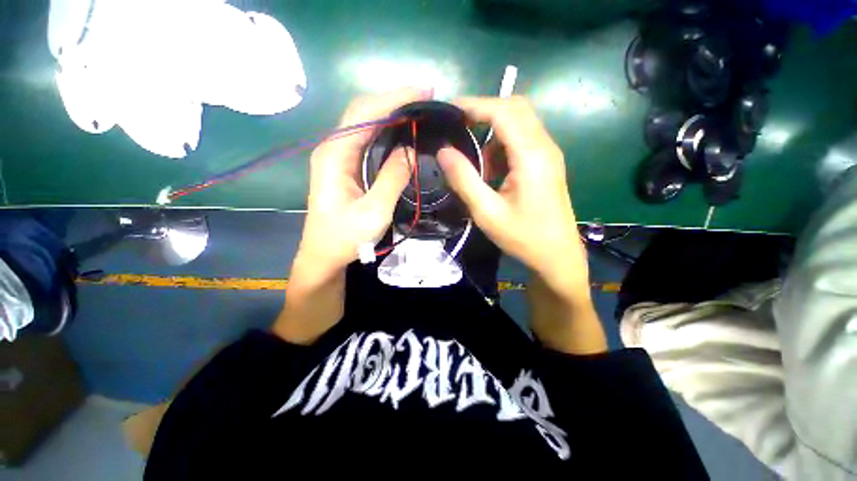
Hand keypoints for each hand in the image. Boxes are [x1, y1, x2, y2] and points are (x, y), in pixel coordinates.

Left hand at [297, 88, 429, 272]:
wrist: (324, 256)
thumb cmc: (346, 238)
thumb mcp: (374, 211)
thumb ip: (392, 178)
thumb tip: (410, 149)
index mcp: (335, 155)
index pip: (365, 113)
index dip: (396, 99)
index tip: (425, 93)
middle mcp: (333, 148)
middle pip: (362, 110)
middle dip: (394, 100)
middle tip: (426, 98)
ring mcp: (337, 156)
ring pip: (364, 122)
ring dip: (390, 111)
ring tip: (419, 109)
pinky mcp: (345, 165)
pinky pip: (365, 138)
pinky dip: (385, 128)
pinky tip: (401, 129)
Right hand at [437, 96, 604, 353]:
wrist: (557, 256)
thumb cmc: (523, 237)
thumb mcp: (486, 212)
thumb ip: (464, 179)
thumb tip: (443, 151)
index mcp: (531, 156)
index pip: (503, 111)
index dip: (474, 104)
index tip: (448, 109)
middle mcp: (544, 146)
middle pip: (515, 108)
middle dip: (483, 111)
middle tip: (457, 127)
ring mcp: (548, 154)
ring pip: (519, 123)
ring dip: (492, 132)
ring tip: (473, 160)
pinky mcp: (546, 164)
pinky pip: (522, 141)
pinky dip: (501, 146)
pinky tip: (490, 170)